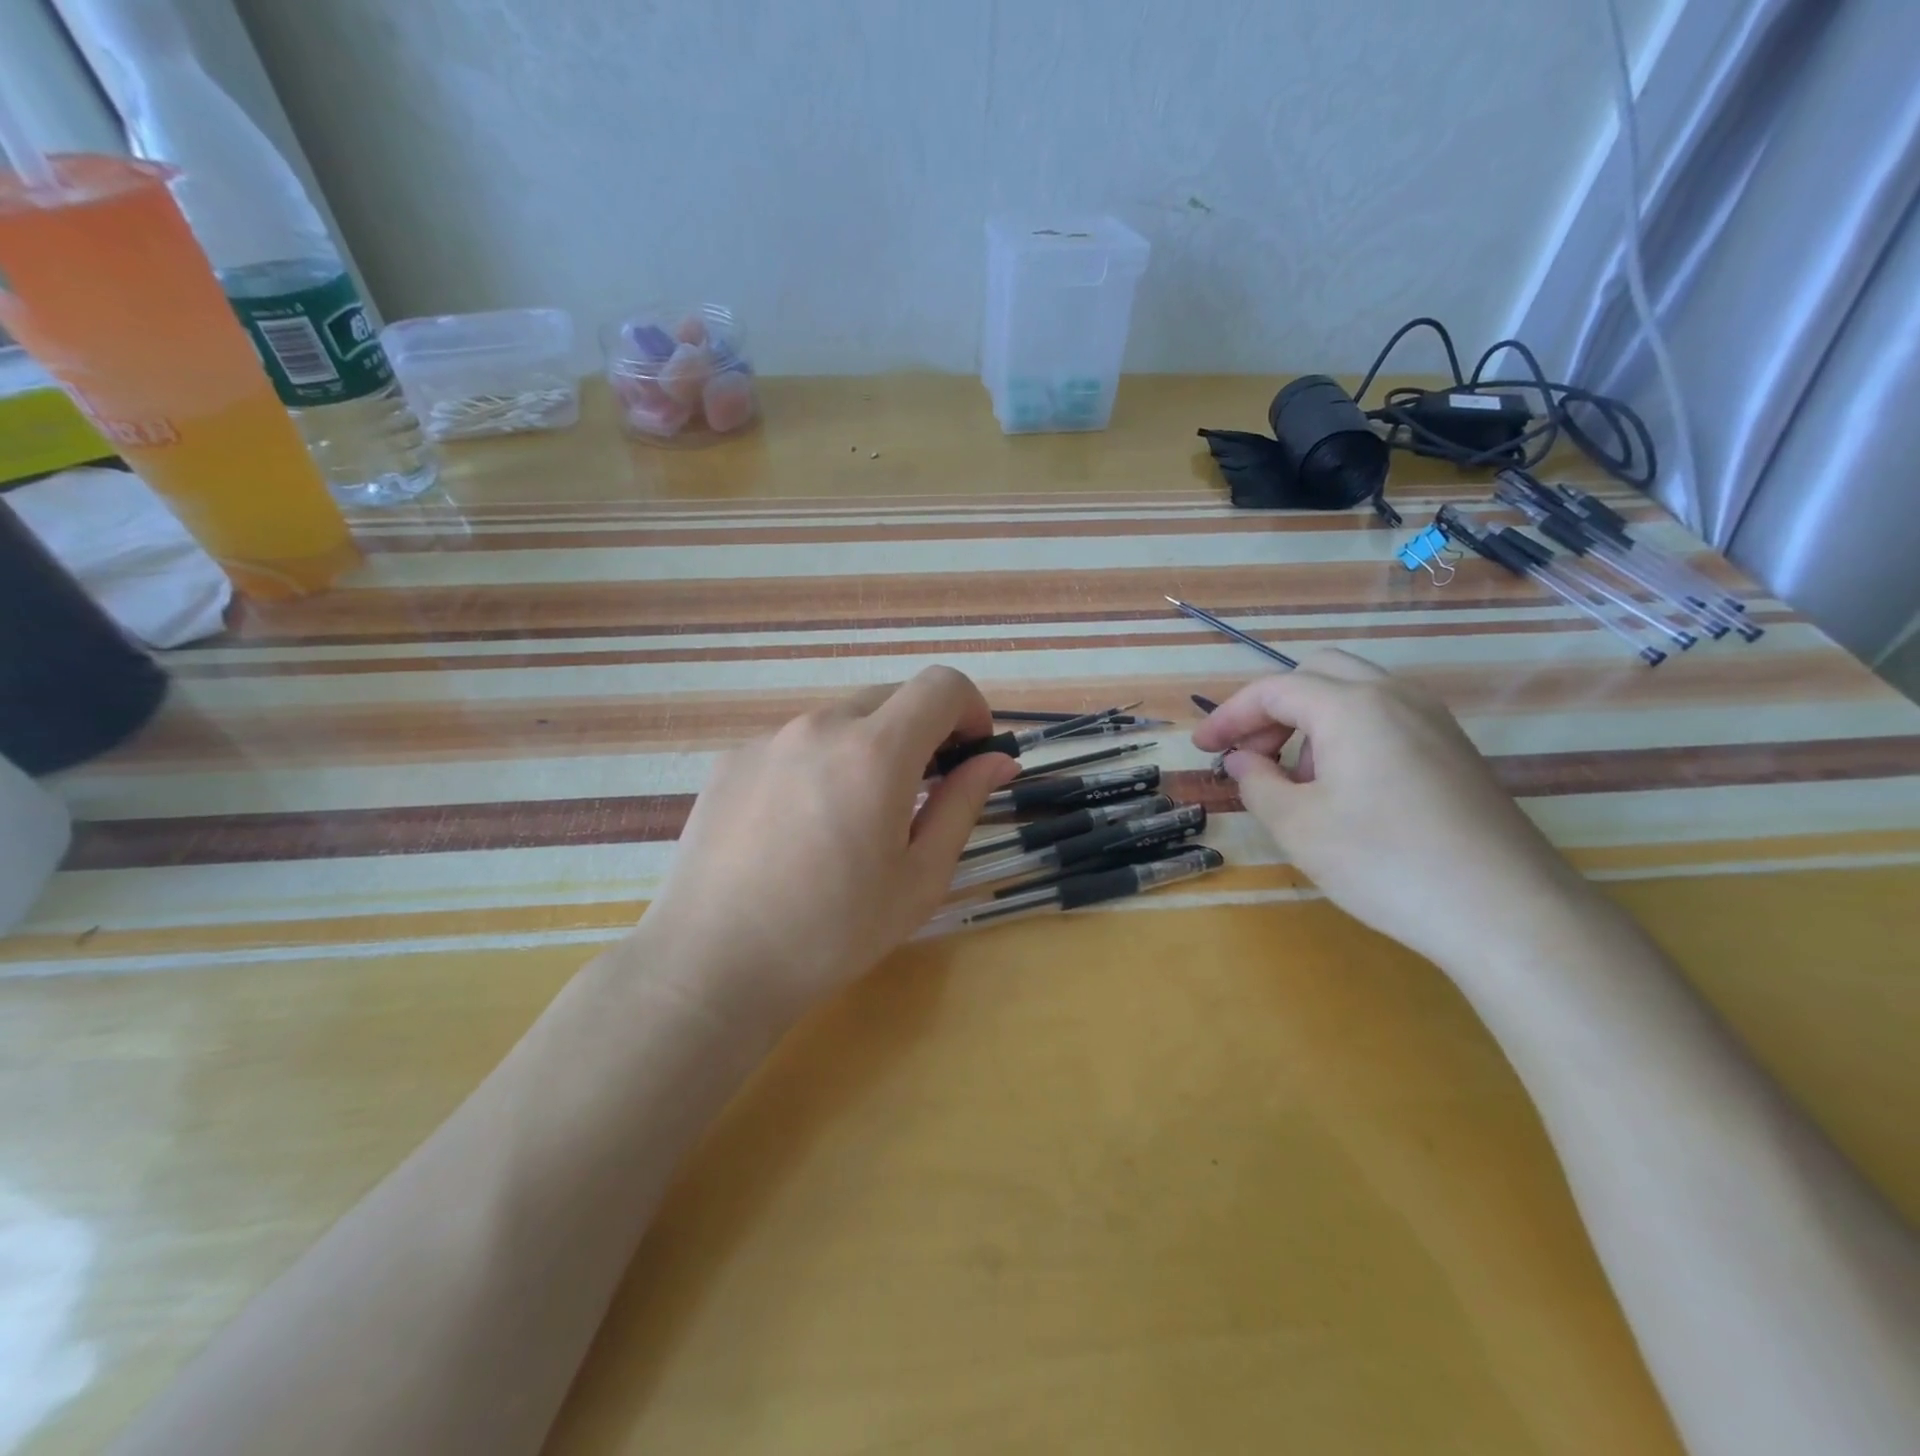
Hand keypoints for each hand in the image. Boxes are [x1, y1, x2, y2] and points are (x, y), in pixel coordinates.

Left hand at [637, 666, 1017, 1027]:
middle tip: (922, 793)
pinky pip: (794, 744)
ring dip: (868, 748)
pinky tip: (799, 829)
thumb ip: (963, 805)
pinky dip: (819, 764)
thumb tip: (997, 760)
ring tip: (854, 819)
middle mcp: (819, 726)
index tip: (971, 752)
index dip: (970, 709)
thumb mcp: (919, 877)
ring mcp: (768, 739)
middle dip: (922, 730)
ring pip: (841, 720)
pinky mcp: (731, 760)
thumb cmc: (833, 932)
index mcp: (875, 752)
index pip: (941, 685)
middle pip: (891, 697)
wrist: (712, 964)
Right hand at [1192, 649, 1591, 972]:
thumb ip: (1256, 782)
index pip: (1273, 690)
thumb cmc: (1386, 863)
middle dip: (1271, 708)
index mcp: (1352, 706)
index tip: (1202, 749)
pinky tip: (1343, 791)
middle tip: (1249, 755)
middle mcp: (1396, 697)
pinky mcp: (1454, 751)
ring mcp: (1433, 722)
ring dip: (1309, 723)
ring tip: (1294, 782)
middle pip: (1317, 673)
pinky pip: (1385, 720)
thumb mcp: (1297, 826)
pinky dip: (1346, 736)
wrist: (1508, 912)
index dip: (1229, 715)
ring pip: (1354, 695)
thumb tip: (1243, 761)